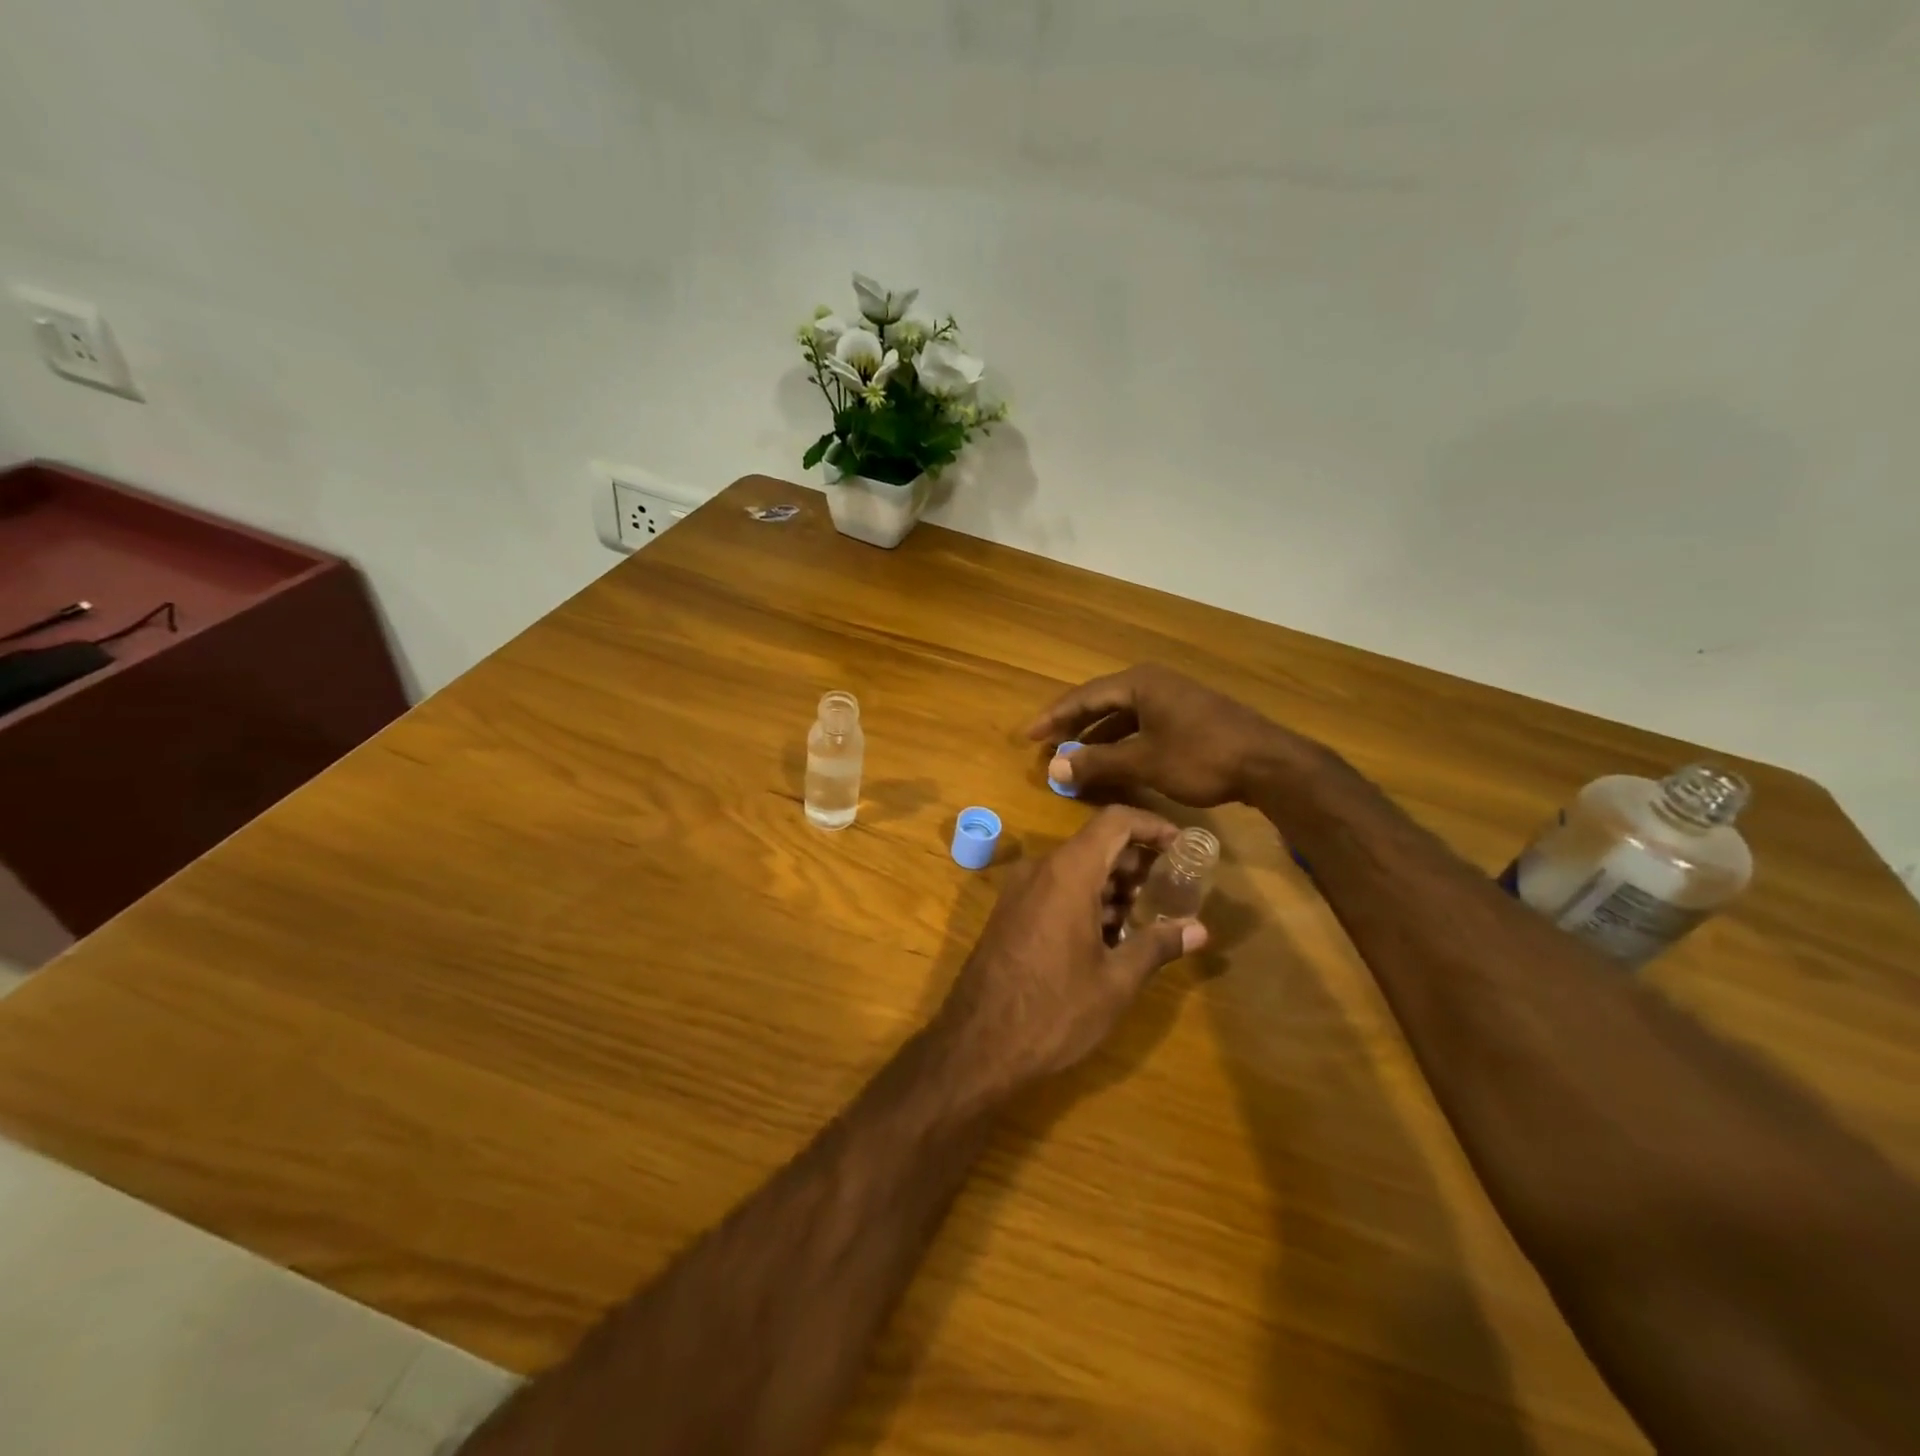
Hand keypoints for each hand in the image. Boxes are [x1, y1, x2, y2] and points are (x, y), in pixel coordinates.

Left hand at [937, 806, 1208, 1093]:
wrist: (976, 1045)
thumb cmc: (1054, 1010)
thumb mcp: (1115, 982)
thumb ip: (1157, 945)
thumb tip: (1199, 929)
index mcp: (1068, 873)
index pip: (1115, 821)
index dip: (1152, 826)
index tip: (1182, 846)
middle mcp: (1040, 870)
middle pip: (1096, 844)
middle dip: (1136, 861)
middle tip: (1171, 889)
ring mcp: (1020, 891)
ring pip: (1075, 868)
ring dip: (1112, 884)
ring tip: (1146, 917)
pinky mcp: (1010, 913)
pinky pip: (1055, 889)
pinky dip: (1086, 899)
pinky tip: (1108, 936)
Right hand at [1025, 663, 1303, 806]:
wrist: (1269, 764)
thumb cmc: (1201, 757)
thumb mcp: (1144, 761)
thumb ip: (1097, 762)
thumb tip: (1054, 766)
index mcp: (1139, 683)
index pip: (1084, 696)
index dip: (1054, 717)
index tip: (1029, 735)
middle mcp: (1153, 683)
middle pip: (1102, 702)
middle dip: (1074, 725)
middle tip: (1047, 744)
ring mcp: (1173, 698)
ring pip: (1123, 715)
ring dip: (1098, 736)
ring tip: (1075, 756)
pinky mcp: (1188, 716)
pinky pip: (1142, 724)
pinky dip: (1122, 741)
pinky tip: (1114, 760)